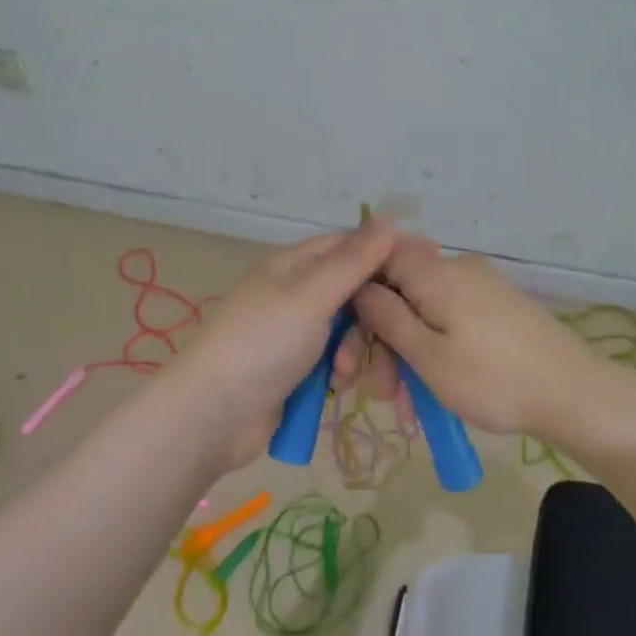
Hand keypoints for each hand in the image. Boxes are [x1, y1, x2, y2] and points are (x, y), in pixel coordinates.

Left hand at [164, 219, 396, 469]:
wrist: (212, 415)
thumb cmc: (263, 344)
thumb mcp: (311, 296)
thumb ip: (353, 261)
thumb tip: (390, 219)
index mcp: (294, 265)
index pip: (350, 246)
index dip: (385, 255)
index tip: (422, 272)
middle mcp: (296, 293)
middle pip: (354, 292)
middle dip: (373, 316)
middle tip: (390, 336)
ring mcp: (295, 333)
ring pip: (349, 330)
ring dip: (357, 350)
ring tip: (346, 373)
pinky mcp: (296, 369)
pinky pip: (336, 360)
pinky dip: (342, 371)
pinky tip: (338, 386)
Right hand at [350, 236, 621, 445]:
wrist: (574, 394)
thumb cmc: (493, 379)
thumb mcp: (428, 356)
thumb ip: (388, 317)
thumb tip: (359, 286)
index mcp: (437, 272)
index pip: (381, 256)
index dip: (357, 290)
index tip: (349, 334)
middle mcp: (458, 269)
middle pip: (401, 291)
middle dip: (383, 341)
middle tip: (380, 393)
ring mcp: (481, 288)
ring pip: (425, 314)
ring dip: (408, 358)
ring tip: (408, 411)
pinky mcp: (497, 308)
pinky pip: (450, 322)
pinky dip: (435, 354)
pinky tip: (431, 397)